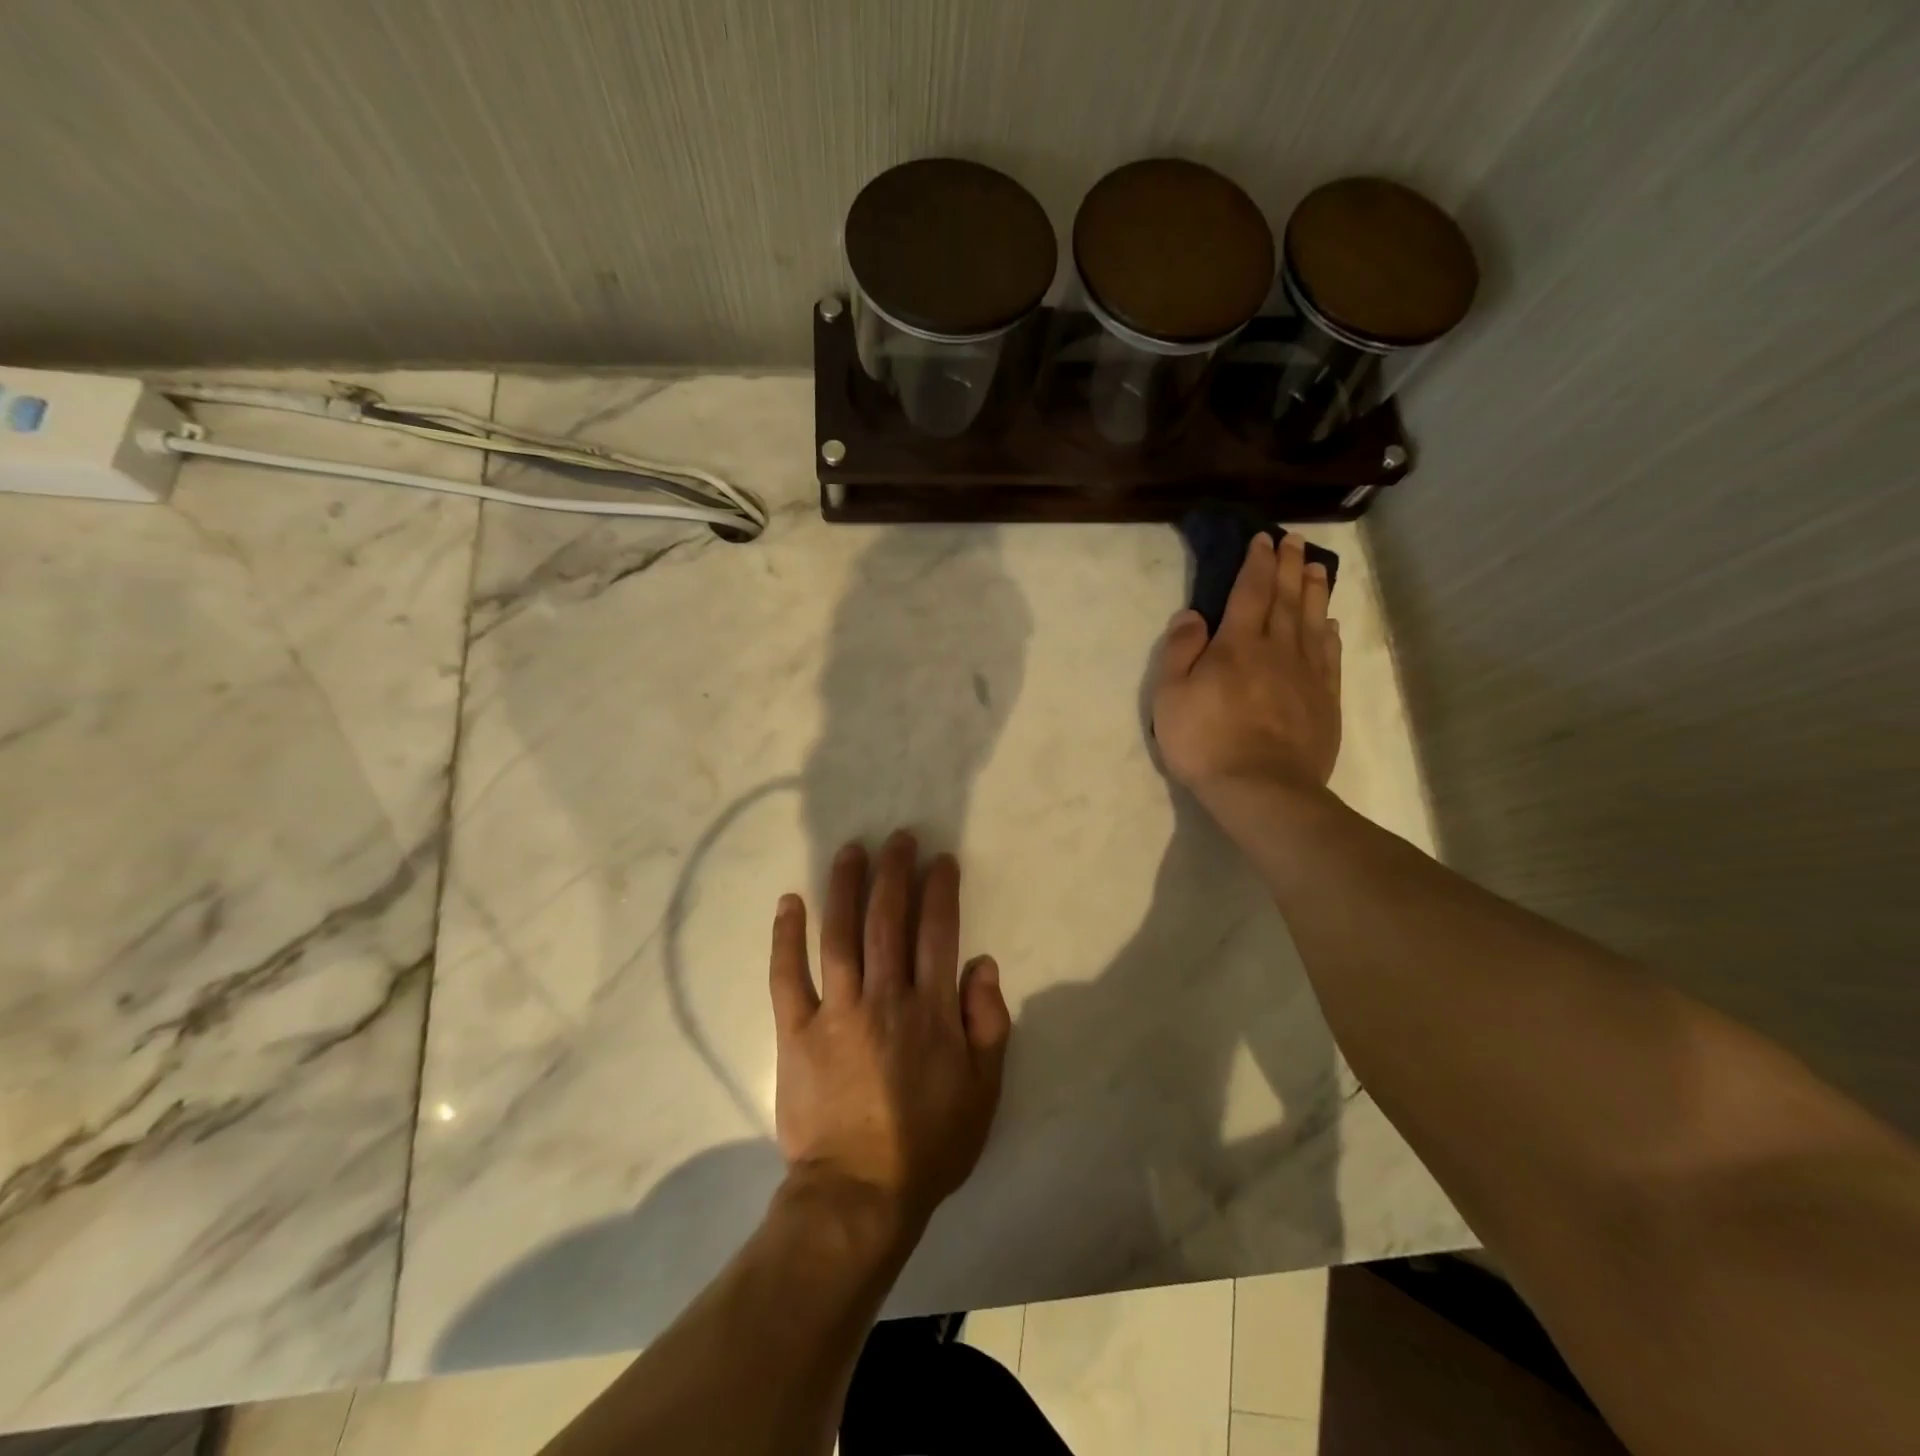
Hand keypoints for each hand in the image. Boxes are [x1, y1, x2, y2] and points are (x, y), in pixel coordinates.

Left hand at [768, 832, 1011, 1234]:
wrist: (858, 1194)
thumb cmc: (929, 1144)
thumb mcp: (984, 1091)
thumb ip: (988, 1023)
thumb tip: (983, 964)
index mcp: (931, 1010)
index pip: (938, 931)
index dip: (940, 889)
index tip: (940, 860)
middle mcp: (884, 997)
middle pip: (887, 919)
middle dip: (894, 872)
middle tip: (896, 838)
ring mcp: (836, 1011)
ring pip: (840, 934)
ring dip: (844, 887)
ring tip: (849, 851)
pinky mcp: (796, 1031)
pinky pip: (787, 975)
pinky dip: (786, 936)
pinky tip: (790, 902)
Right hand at [1152, 532, 1341, 805]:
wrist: (1261, 788)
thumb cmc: (1205, 742)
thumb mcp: (1170, 696)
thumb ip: (1179, 651)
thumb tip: (1192, 615)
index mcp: (1237, 645)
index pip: (1249, 592)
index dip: (1255, 563)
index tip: (1262, 539)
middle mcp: (1277, 650)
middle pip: (1285, 599)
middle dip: (1288, 566)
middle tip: (1294, 540)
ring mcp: (1306, 675)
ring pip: (1312, 621)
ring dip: (1313, 591)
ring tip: (1315, 567)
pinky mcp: (1324, 700)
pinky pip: (1328, 657)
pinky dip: (1329, 634)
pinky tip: (1330, 624)